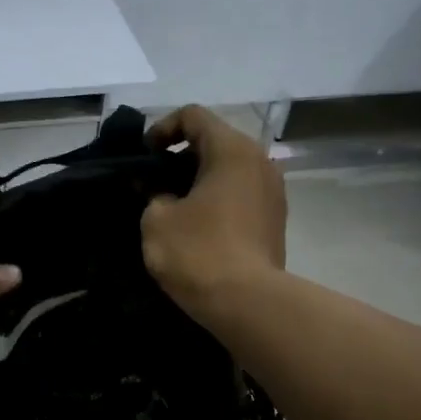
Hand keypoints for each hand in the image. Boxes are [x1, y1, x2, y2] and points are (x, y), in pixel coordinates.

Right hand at [141, 106, 286, 314]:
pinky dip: (217, 199)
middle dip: (180, 157)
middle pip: (215, 141)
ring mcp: (273, 191)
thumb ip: (152, 193)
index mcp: (232, 149)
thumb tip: (159, 190)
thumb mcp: (156, 219)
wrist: (248, 303)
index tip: (145, 158)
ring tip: (173, 206)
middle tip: (153, 182)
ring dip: (200, 180)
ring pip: (230, 170)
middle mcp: (260, 161)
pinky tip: (198, 226)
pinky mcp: (276, 219)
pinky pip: (241, 194)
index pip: (193, 116)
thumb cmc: (198, 252)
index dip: (162, 129)